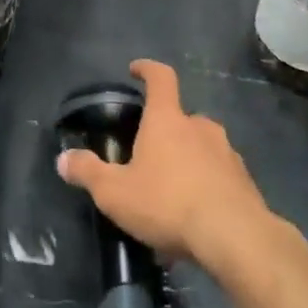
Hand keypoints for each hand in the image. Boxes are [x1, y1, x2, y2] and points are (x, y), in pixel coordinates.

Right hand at [59, 60, 274, 269]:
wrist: (236, 238)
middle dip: (166, 132)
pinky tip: (194, 219)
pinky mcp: (245, 182)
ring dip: (187, 161)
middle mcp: (200, 127)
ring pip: (202, 148)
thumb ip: (88, 172)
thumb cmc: (168, 203)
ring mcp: (227, 153)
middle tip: (148, 156)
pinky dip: (206, 188)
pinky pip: (219, 177)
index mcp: (168, 120)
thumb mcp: (115, 192)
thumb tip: (63, 159)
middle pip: (181, 118)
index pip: (161, 78)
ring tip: (171, 195)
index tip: (136, 69)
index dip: (147, 69)